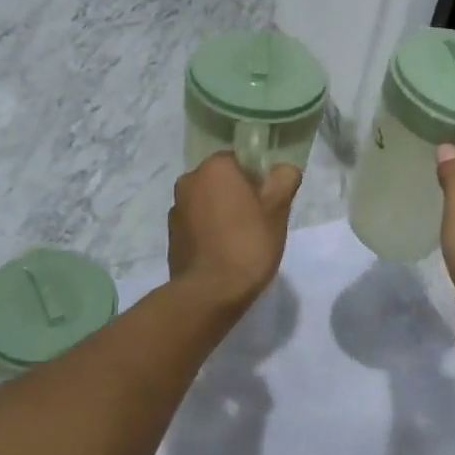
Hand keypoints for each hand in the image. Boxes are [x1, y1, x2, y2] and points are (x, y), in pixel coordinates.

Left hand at [167, 153, 300, 308]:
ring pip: (207, 202)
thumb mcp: (278, 210)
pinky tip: (222, 253)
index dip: (257, 180)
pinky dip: (208, 231)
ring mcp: (176, 208)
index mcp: (214, 167)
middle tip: (258, 223)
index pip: (240, 161)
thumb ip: (284, 180)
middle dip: (238, 196)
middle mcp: (189, 180)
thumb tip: (284, 169)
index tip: (268, 204)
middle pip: (222, 180)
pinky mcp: (171, 234)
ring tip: (239, 241)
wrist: (209, 293)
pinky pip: (196, 223)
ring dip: (221, 213)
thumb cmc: (247, 244)